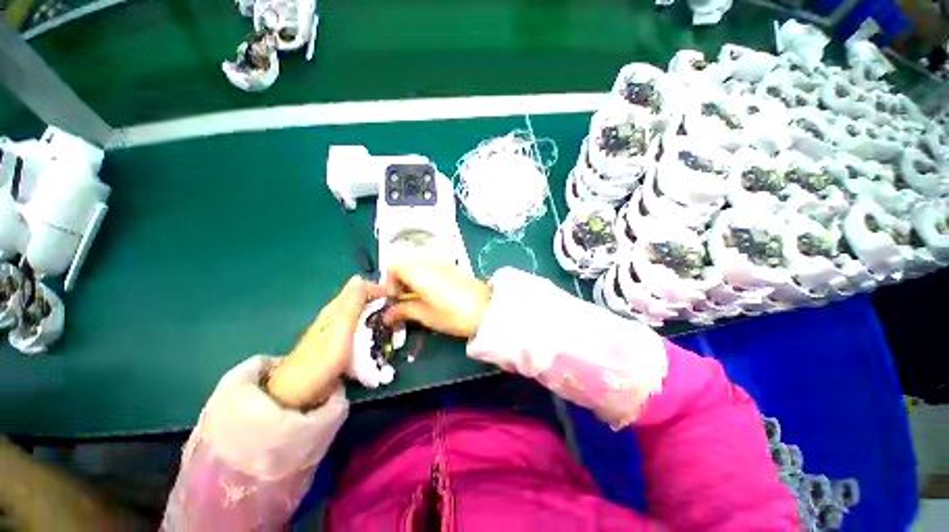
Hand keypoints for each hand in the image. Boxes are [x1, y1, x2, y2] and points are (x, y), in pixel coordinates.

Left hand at [267, 276, 384, 408]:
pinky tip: (381, 341)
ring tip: (395, 329)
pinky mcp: (342, 345)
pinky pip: (363, 332)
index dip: (379, 290)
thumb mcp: (340, 326)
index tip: (396, 299)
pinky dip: (373, 333)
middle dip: (383, 306)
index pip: (362, 288)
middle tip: (398, 316)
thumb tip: (359, 277)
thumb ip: (351, 302)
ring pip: (365, 317)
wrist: (300, 392)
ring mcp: (340, 331)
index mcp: (337, 307)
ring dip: (380, 320)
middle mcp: (338, 315)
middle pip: (365, 302)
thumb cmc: (322, 358)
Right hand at [383, 261, 491, 337]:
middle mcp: (429, 262)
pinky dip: (426, 277)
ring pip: (418, 266)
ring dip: (413, 280)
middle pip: (405, 265)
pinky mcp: (453, 267)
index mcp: (418, 272)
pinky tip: (434, 293)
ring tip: (419, 299)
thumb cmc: (454, 315)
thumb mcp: (426, 315)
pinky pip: (432, 267)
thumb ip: (404, 311)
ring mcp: (442, 263)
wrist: (487, 309)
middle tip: (405, 301)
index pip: (393, 267)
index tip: (395, 299)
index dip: (389, 283)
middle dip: (401, 282)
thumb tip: (387, 315)